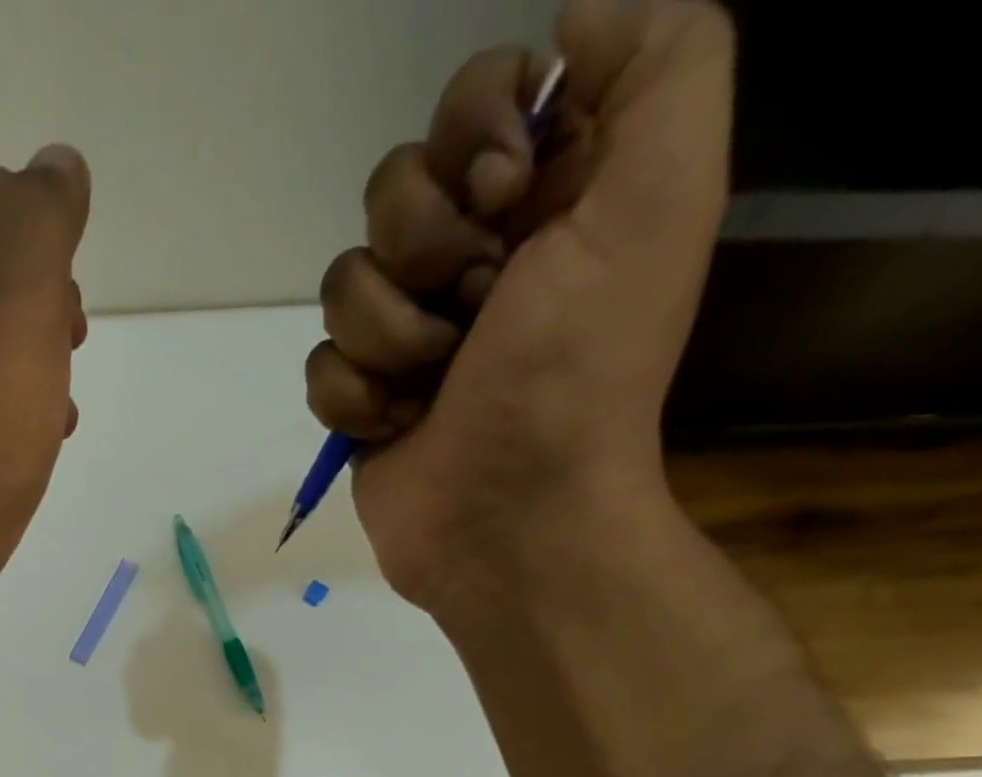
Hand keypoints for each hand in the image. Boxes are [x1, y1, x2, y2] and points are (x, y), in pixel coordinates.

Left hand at [0, 146, 90, 602]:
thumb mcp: (17, 296)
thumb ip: (42, 216)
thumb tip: (58, 166)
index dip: (16, 210)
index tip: (58, 274)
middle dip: (30, 289)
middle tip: (67, 336)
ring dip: (27, 354)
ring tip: (59, 398)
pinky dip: (5, 404)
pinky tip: (38, 439)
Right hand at [307, 0, 733, 617]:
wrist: (511, 521)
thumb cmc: (576, 377)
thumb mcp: (658, 202)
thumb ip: (660, 64)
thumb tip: (571, 13)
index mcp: (546, 199)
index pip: (472, 101)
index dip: (471, 141)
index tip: (504, 202)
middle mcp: (474, 258)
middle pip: (390, 191)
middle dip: (425, 255)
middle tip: (475, 316)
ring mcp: (409, 335)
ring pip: (343, 283)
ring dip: (390, 340)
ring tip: (435, 388)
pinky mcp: (363, 399)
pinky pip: (321, 365)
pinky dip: (355, 399)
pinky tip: (397, 428)